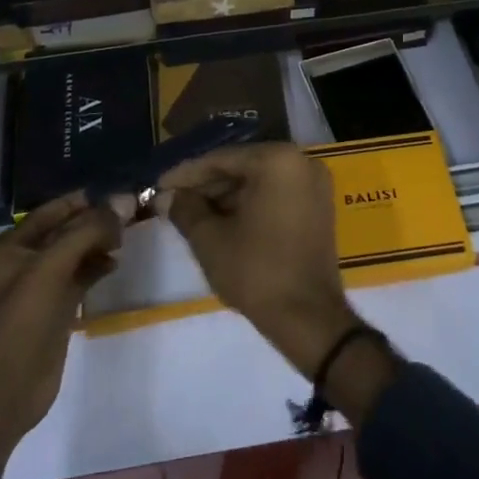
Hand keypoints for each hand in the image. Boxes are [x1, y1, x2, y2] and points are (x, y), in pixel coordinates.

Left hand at [0, 194, 121, 468]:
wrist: (6, 392)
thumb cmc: (22, 321)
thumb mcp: (52, 268)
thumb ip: (87, 232)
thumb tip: (123, 202)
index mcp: (10, 247)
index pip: (51, 211)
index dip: (82, 202)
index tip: (115, 195)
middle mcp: (23, 262)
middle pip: (65, 232)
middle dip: (94, 223)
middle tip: (128, 216)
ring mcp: (39, 288)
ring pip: (74, 254)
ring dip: (98, 244)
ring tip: (125, 238)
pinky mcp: (55, 309)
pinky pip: (79, 278)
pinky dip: (96, 267)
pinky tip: (115, 264)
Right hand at [159, 143, 357, 380]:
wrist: (309, 319)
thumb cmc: (257, 272)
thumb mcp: (210, 239)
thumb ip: (185, 209)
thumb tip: (166, 196)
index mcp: (277, 160)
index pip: (221, 159)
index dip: (186, 174)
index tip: (159, 185)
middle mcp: (301, 161)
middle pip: (242, 167)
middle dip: (206, 185)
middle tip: (172, 201)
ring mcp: (314, 183)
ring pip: (259, 181)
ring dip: (226, 196)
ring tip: (191, 214)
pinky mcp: (318, 206)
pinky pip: (276, 194)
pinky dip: (250, 204)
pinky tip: (221, 221)